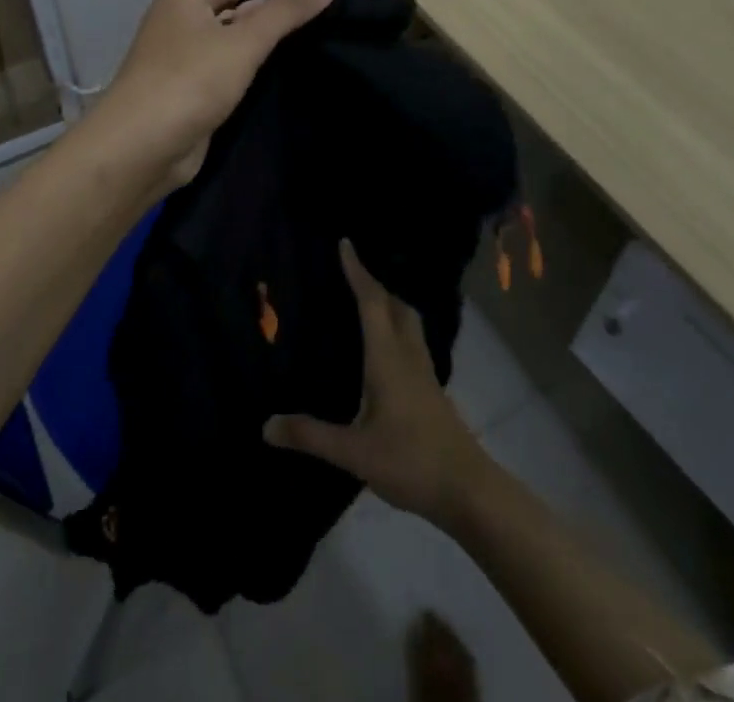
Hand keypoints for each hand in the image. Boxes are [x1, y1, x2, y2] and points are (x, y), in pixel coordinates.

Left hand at [87, 0, 335, 199]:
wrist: (139, 148)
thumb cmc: (189, 82)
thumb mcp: (244, 42)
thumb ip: (287, 12)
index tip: (313, 24)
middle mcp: (181, 16)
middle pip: (241, 10)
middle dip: (272, 28)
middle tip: (314, 49)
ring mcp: (181, 54)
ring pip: (233, 45)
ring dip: (260, 57)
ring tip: (301, 69)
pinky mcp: (186, 89)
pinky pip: (224, 73)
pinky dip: (245, 80)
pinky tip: (273, 92)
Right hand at [265, 240, 490, 527]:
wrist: (468, 490)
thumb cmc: (410, 461)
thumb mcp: (354, 453)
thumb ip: (311, 436)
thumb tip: (265, 425)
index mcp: (387, 358)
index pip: (371, 302)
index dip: (357, 271)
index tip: (345, 243)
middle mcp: (408, 356)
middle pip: (395, 305)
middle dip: (374, 284)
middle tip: (352, 273)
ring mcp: (425, 372)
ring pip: (409, 322)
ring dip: (390, 303)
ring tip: (369, 304)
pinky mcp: (432, 390)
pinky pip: (413, 342)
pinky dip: (398, 328)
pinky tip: (387, 351)